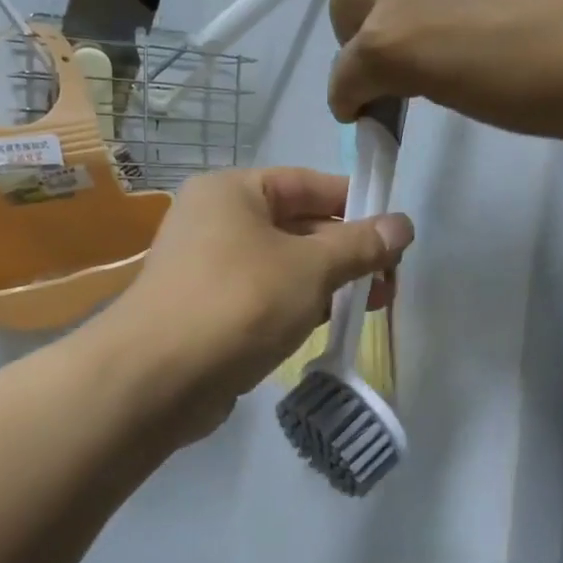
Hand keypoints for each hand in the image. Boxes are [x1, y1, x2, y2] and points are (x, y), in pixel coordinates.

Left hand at [107, 168, 413, 439]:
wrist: (157, 379)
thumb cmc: (239, 302)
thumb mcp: (310, 267)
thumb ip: (360, 245)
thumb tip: (404, 224)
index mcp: (232, 192)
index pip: (307, 184)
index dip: (355, 203)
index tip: (394, 231)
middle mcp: (215, 222)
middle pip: (297, 226)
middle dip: (346, 251)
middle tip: (390, 278)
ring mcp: (209, 270)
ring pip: (283, 266)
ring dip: (328, 282)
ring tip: (373, 302)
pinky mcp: (209, 313)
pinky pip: (265, 298)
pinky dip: (298, 306)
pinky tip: (330, 323)